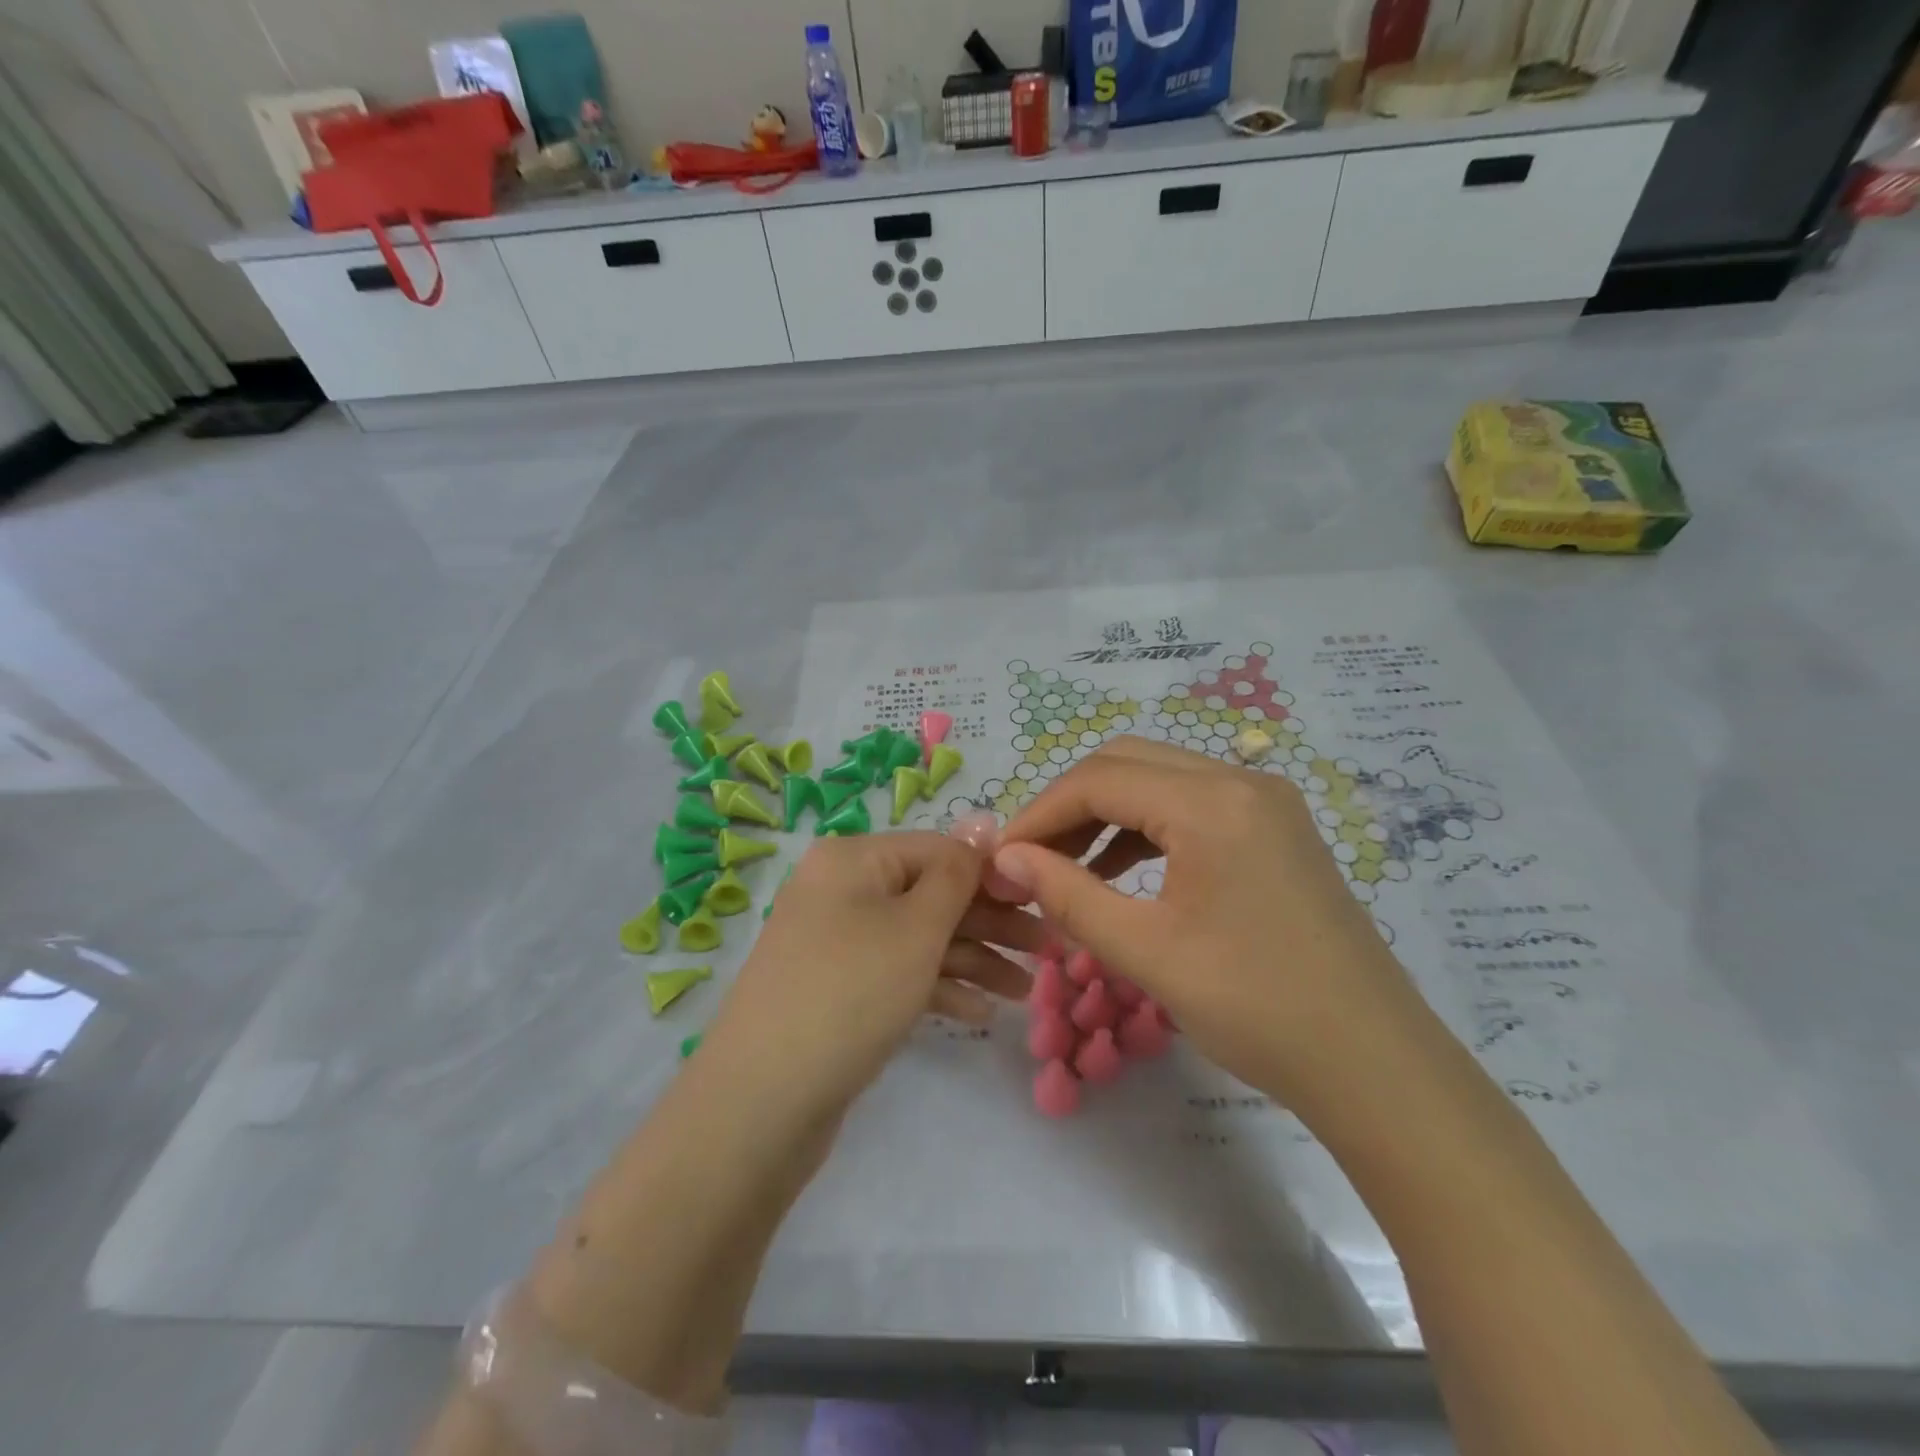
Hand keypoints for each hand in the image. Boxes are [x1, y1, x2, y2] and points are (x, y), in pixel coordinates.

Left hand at [703, 833, 1040, 1117]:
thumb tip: (983, 820)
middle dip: (990, 922)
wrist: (760, 1102)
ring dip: (972, 959)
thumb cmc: (851, 993)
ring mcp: (836, 942)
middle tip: (1046, 951)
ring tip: (1024, 991)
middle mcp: (841, 890)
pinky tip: (977, 1014)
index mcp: (853, 859)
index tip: (1043, 902)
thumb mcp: (916, 927)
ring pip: (918, 937)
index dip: (992, 874)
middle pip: (930, 894)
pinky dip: (936, 987)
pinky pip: (896, 973)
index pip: (938, 849)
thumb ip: (957, 873)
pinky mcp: (836, 989)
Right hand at [991, 737, 1429, 1107]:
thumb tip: (1006, 859)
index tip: (1001, 857)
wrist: (1374, 1064)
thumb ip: (1068, 895)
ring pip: (1160, 780)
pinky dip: (1146, 828)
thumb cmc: (1257, 1008)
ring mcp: (1265, 802)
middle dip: (1069, 805)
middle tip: (1030, 859)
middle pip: (1127, 763)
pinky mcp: (1276, 828)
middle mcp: (1241, 781)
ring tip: (1068, 868)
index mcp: (1211, 803)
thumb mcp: (1146, 952)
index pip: (1098, 780)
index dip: (1039, 813)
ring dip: (1106, 814)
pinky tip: (1121, 873)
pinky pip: (1192, 806)